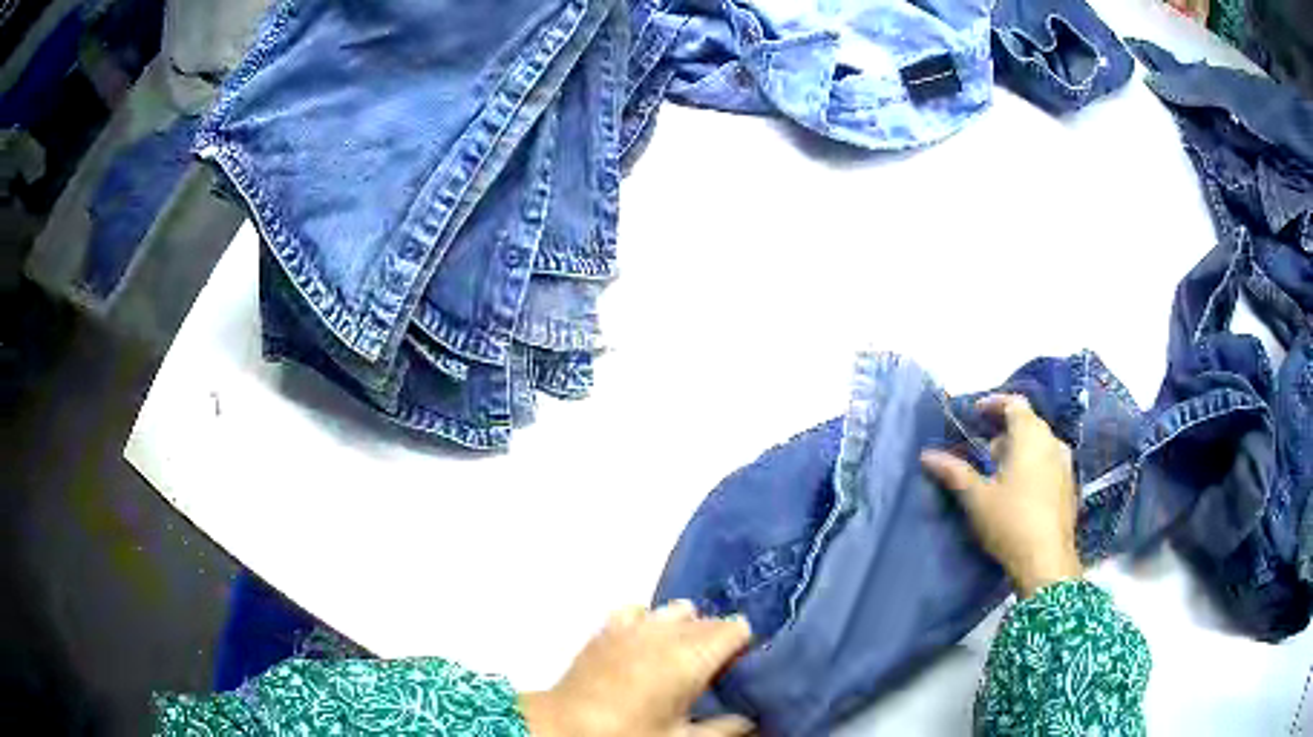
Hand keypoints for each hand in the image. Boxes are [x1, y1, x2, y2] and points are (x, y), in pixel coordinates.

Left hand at [520, 600, 755, 736]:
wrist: (564, 727)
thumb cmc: (628, 735)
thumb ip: (723, 728)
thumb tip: (750, 719)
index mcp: (690, 656)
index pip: (735, 628)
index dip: (742, 644)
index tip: (739, 666)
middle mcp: (665, 631)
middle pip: (707, 619)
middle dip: (716, 638)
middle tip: (713, 670)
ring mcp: (633, 625)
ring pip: (674, 610)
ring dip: (684, 627)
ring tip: (678, 657)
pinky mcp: (607, 628)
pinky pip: (638, 610)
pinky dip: (648, 621)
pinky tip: (644, 643)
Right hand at [920, 394, 1082, 597]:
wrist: (1047, 561)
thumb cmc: (1010, 522)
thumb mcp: (977, 498)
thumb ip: (954, 472)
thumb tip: (926, 455)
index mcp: (1030, 435)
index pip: (1014, 403)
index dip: (993, 404)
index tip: (975, 415)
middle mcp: (1052, 441)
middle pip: (1027, 423)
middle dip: (1003, 433)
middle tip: (981, 453)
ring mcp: (1065, 463)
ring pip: (1039, 444)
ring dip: (1019, 450)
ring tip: (999, 473)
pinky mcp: (1070, 486)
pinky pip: (1048, 462)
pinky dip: (1032, 465)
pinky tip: (1019, 491)